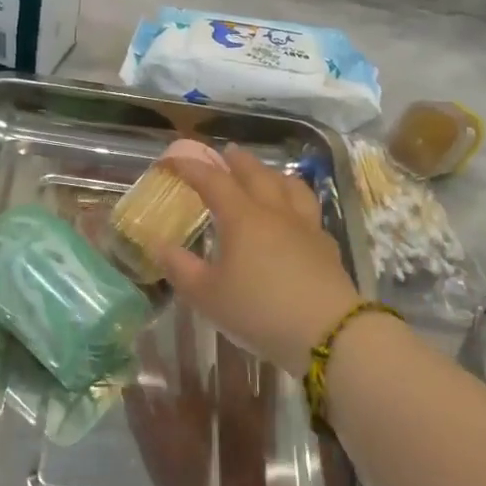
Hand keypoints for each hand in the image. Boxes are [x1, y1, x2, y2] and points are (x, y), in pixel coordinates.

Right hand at [155, 146, 361, 376]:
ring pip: (290, 187)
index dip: (191, 167)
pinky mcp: (326, 246)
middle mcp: (274, 212)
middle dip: (238, 161)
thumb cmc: (258, 310)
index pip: (213, 181)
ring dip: (273, 174)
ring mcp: (305, 227)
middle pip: (256, 175)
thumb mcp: (207, 295)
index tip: (172, 160)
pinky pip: (310, 211)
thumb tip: (158, 245)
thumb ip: (180, 268)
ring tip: (266, 174)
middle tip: (227, 152)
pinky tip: (296, 216)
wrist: (327, 333)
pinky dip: (297, 202)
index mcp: (242, 218)